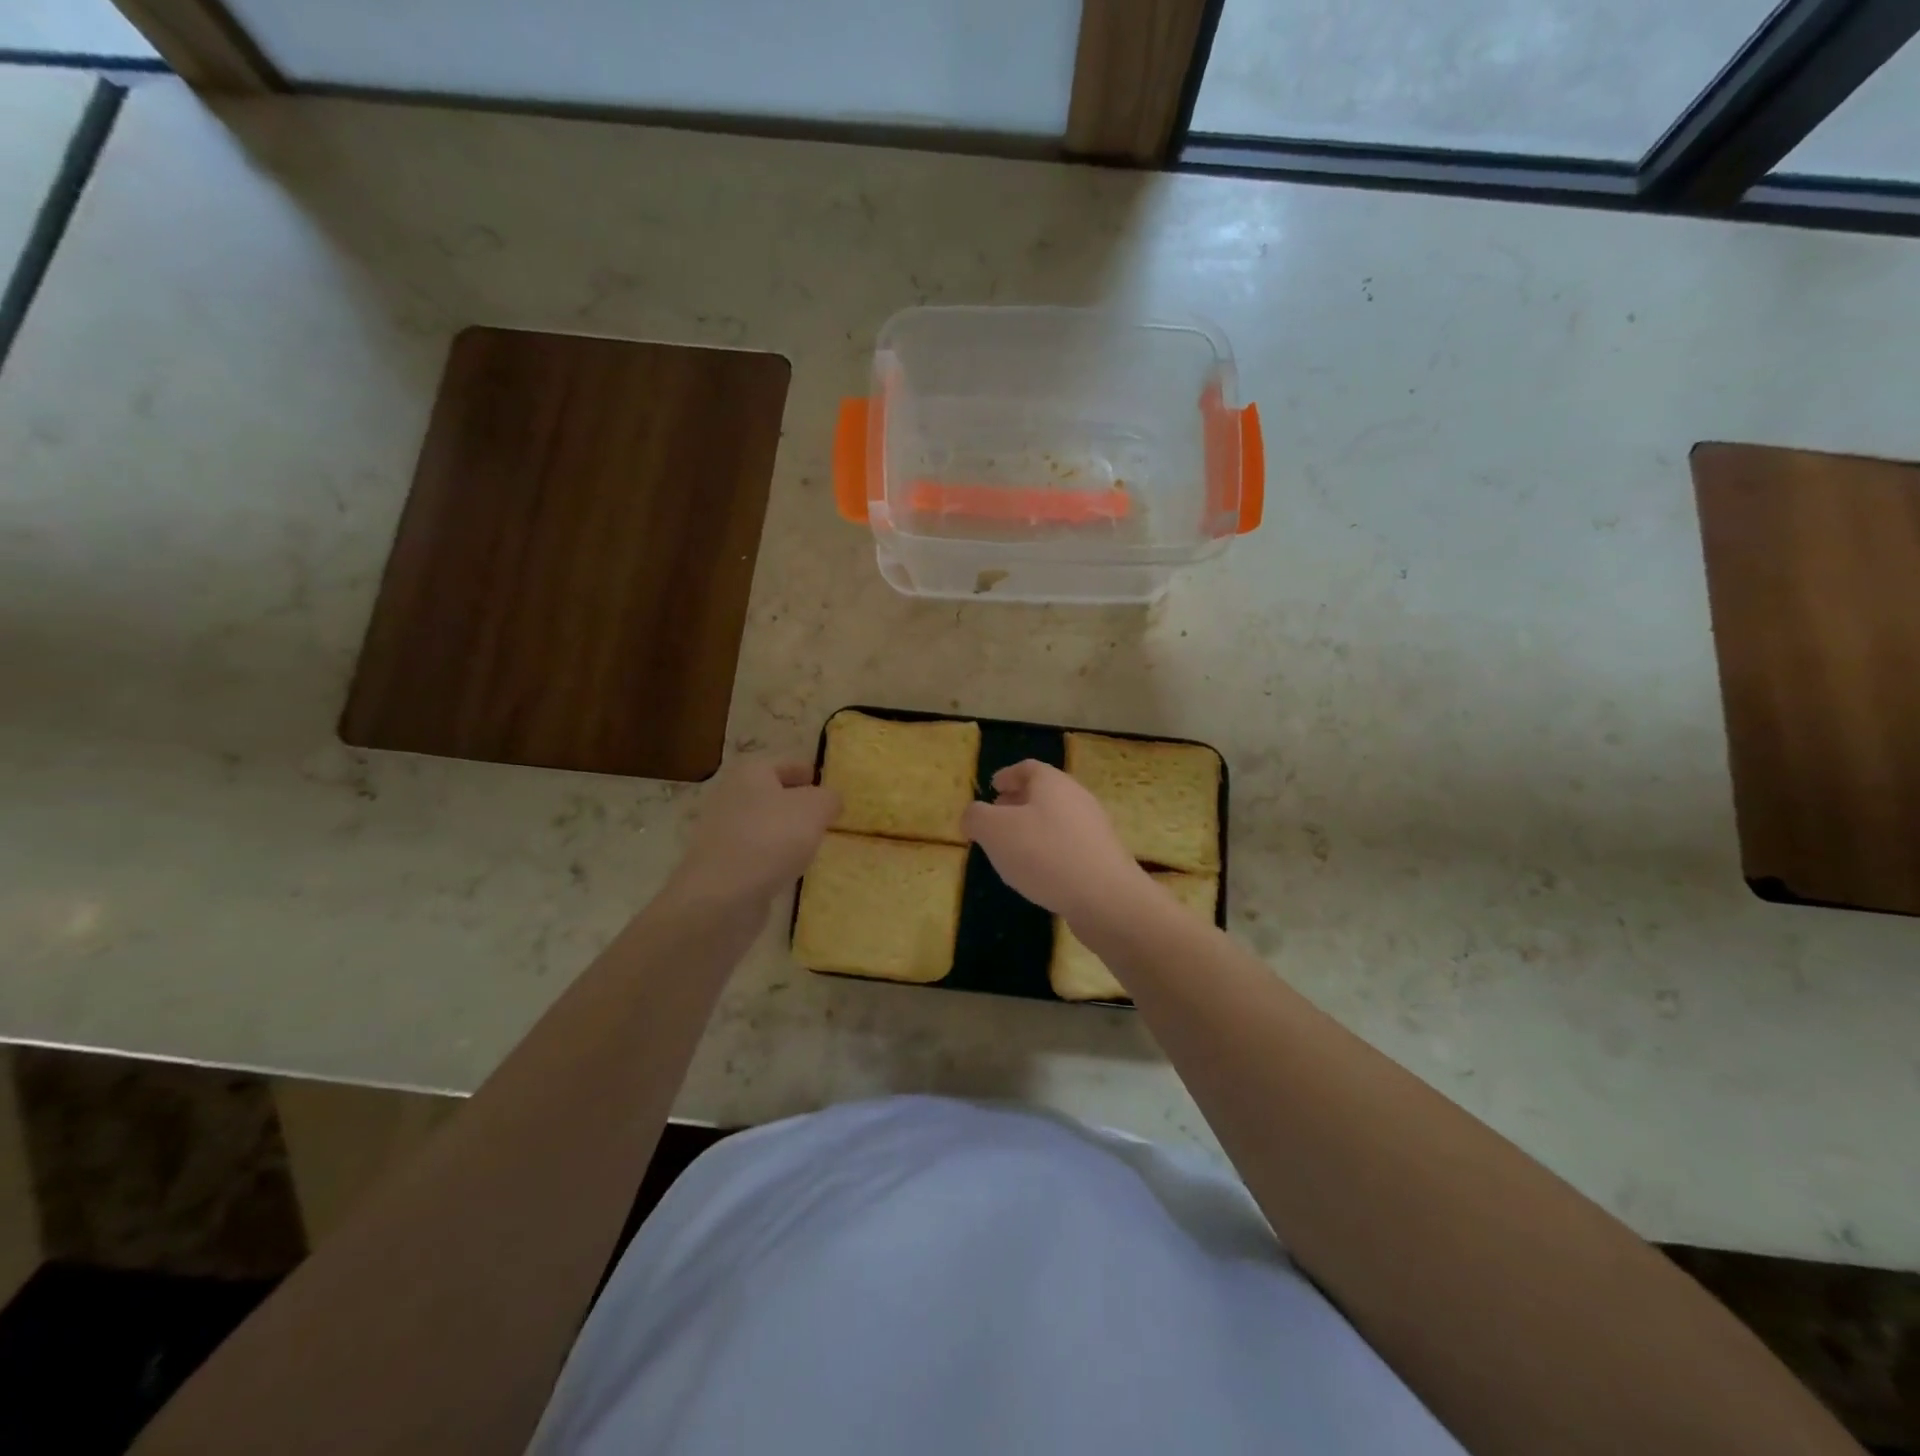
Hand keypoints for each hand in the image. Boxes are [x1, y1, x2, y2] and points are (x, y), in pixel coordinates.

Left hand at [671, 756, 839, 908]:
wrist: (723, 895)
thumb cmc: (772, 838)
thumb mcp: (816, 808)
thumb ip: (829, 798)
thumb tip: (830, 801)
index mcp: (750, 773)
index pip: (786, 765)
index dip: (808, 773)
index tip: (827, 787)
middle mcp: (731, 796)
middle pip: (772, 795)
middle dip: (797, 805)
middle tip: (825, 817)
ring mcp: (722, 833)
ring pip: (764, 826)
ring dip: (785, 833)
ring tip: (812, 845)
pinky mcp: (721, 865)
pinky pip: (756, 854)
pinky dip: (773, 858)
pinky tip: (789, 869)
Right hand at [962, 760, 1147, 922]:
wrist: (1105, 898)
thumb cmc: (1044, 854)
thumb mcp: (995, 831)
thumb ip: (976, 817)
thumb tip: (972, 816)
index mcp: (1052, 783)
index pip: (1027, 768)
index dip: (1007, 775)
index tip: (993, 786)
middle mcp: (1077, 798)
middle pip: (1044, 793)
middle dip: (1018, 802)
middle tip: (997, 817)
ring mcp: (1094, 829)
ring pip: (1056, 820)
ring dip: (1033, 829)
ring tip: (1012, 849)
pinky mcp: (1102, 858)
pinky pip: (1068, 846)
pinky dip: (1049, 851)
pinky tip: (1037, 873)